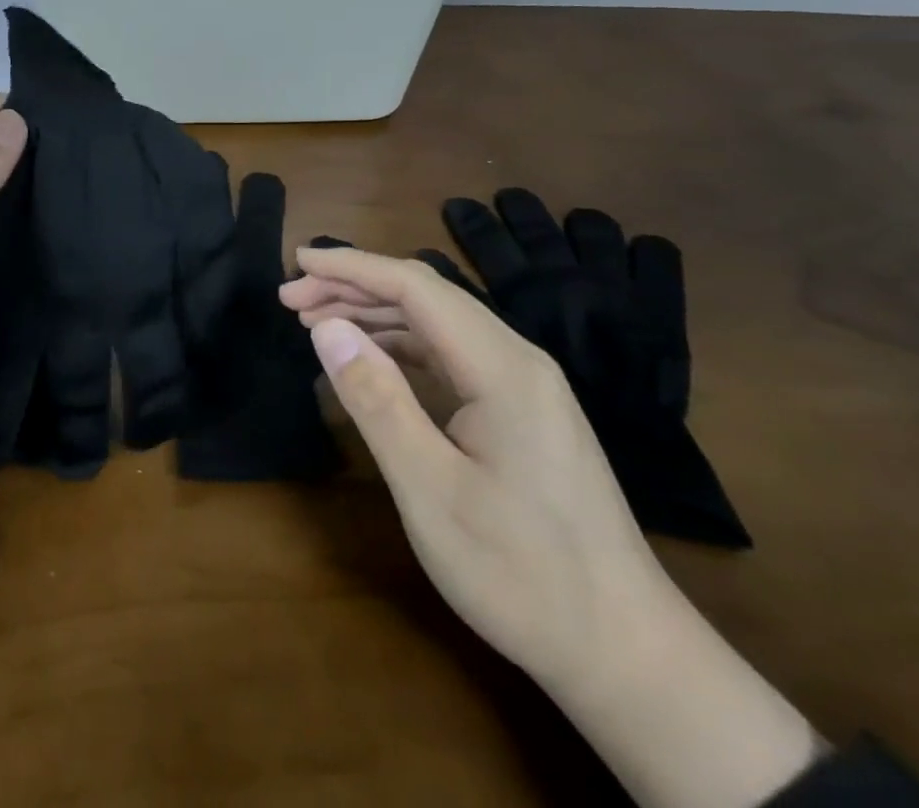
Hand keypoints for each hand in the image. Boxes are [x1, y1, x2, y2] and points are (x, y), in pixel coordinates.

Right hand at [284, 247, 819, 807]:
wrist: (627, 655)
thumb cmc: (522, 574)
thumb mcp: (430, 489)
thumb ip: (376, 399)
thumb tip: (327, 328)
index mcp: (501, 367)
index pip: (415, 287)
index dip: (351, 267)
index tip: (297, 262)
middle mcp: (517, 360)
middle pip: (425, 298)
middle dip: (355, 288)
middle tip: (290, 301)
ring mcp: (523, 387)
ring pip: (437, 326)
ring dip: (374, 316)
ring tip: (316, 324)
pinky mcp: (521, 413)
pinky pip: (450, 358)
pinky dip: (400, 348)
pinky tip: (369, 361)